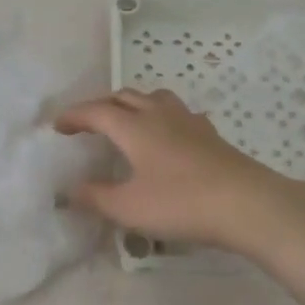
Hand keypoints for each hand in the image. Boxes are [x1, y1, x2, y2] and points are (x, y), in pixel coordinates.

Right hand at [54, 89, 304, 255]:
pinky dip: (161, 117)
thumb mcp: (129, 207)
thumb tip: (70, 191)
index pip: (96, 111)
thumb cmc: (180, 203)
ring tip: (126, 121)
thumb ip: (96, 198)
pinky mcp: (210, 134)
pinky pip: (178, 113)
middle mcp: (159, 115)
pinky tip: (168, 135)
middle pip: (124, 97)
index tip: (57, 126)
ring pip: (154, 98)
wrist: (247, 204)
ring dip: (133, 104)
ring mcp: (189, 121)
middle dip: (100, 106)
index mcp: (134, 127)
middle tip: (87, 124)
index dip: (74, 116)